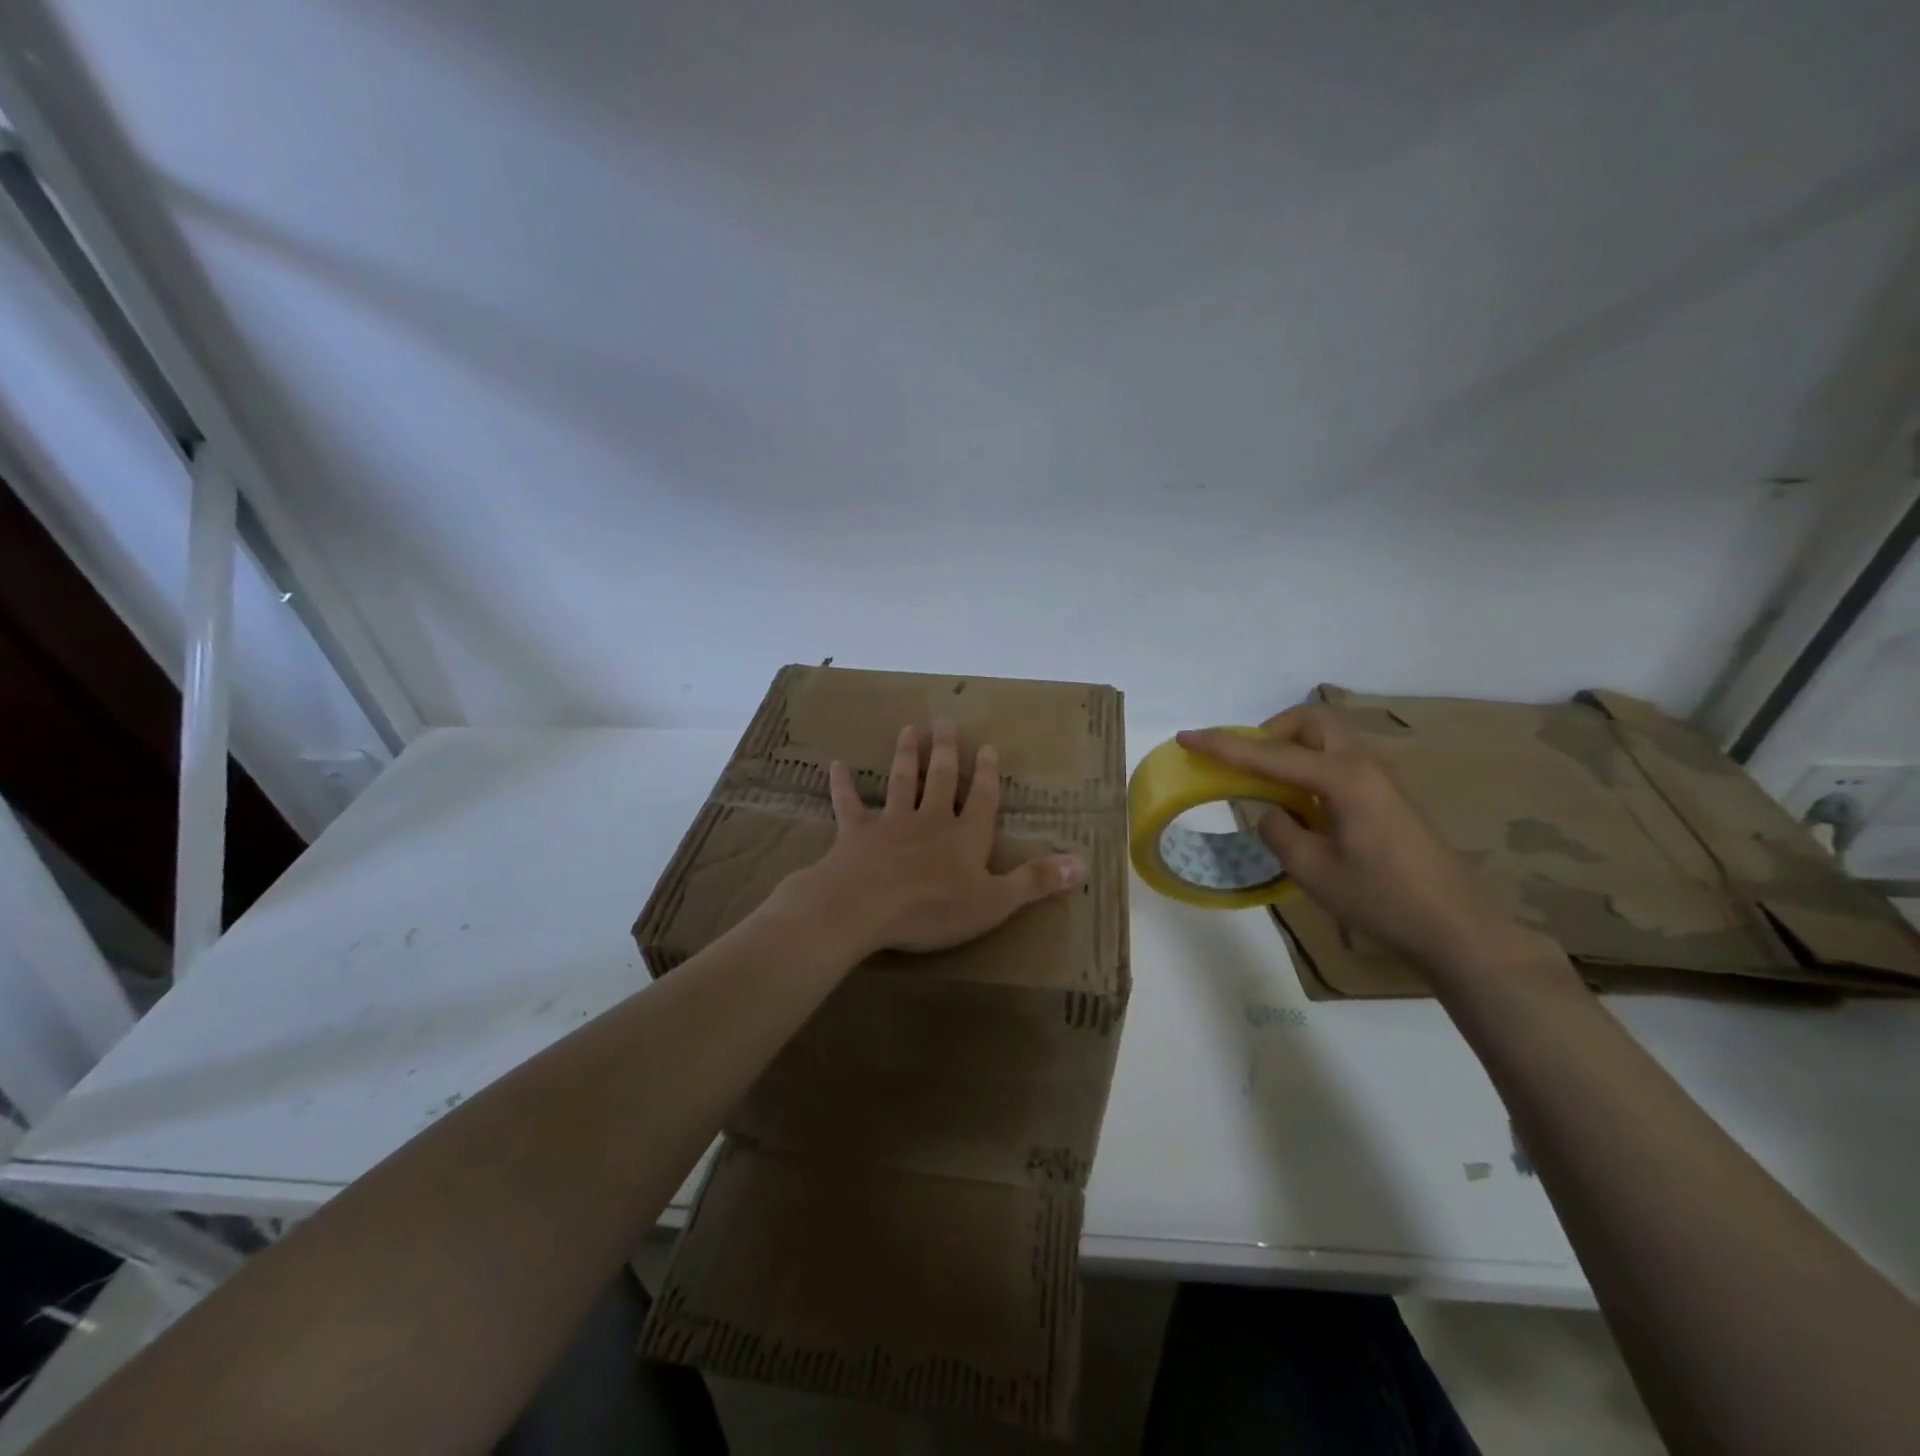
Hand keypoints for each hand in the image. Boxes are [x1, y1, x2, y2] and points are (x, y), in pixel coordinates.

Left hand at [783, 721, 1085, 956]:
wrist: (863, 907)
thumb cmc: (933, 908)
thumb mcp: (994, 902)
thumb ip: (1035, 881)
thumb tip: (1084, 863)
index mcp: (965, 836)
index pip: (982, 799)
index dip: (987, 774)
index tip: (988, 746)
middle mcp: (930, 820)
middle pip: (940, 778)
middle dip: (945, 750)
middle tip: (944, 722)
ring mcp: (891, 823)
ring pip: (901, 781)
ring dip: (906, 756)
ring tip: (908, 730)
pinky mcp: (855, 834)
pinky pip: (849, 805)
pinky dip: (844, 786)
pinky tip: (837, 766)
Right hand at [1178, 706, 1540, 969]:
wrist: (1456, 925)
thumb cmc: (1382, 898)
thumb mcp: (1313, 870)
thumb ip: (1279, 831)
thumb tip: (1270, 813)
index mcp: (1342, 778)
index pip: (1269, 755)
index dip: (1223, 746)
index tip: (1186, 736)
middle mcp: (1363, 764)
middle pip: (1312, 721)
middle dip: (1272, 731)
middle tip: (1248, 762)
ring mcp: (1381, 777)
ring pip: (1329, 737)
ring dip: (1293, 747)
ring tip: (1270, 784)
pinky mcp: (1388, 795)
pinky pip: (1340, 759)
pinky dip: (1311, 764)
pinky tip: (1302, 803)